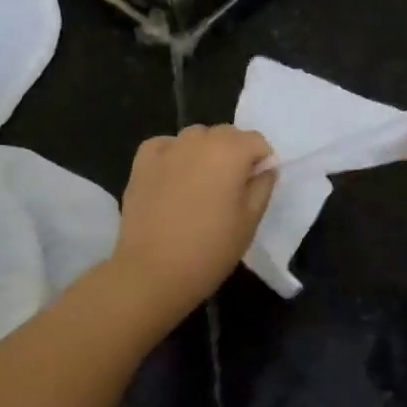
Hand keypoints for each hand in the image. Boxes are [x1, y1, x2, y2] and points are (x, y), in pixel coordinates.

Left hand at [111, 125, 275, 314]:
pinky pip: (166, 146)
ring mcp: (168, 147)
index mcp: (230, 150)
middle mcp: (199, 139)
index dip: (260, 162)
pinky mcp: (142, 160)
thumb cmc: (210, 249)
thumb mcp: (250, 221)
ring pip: (196, 138)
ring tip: (198, 187)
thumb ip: (262, 186)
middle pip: (226, 134)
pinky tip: (172, 180)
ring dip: (203, 153)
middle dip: (233, 154)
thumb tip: (264, 168)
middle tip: (228, 190)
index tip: (253, 188)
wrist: (152, 272)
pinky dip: (173, 156)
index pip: (256, 141)